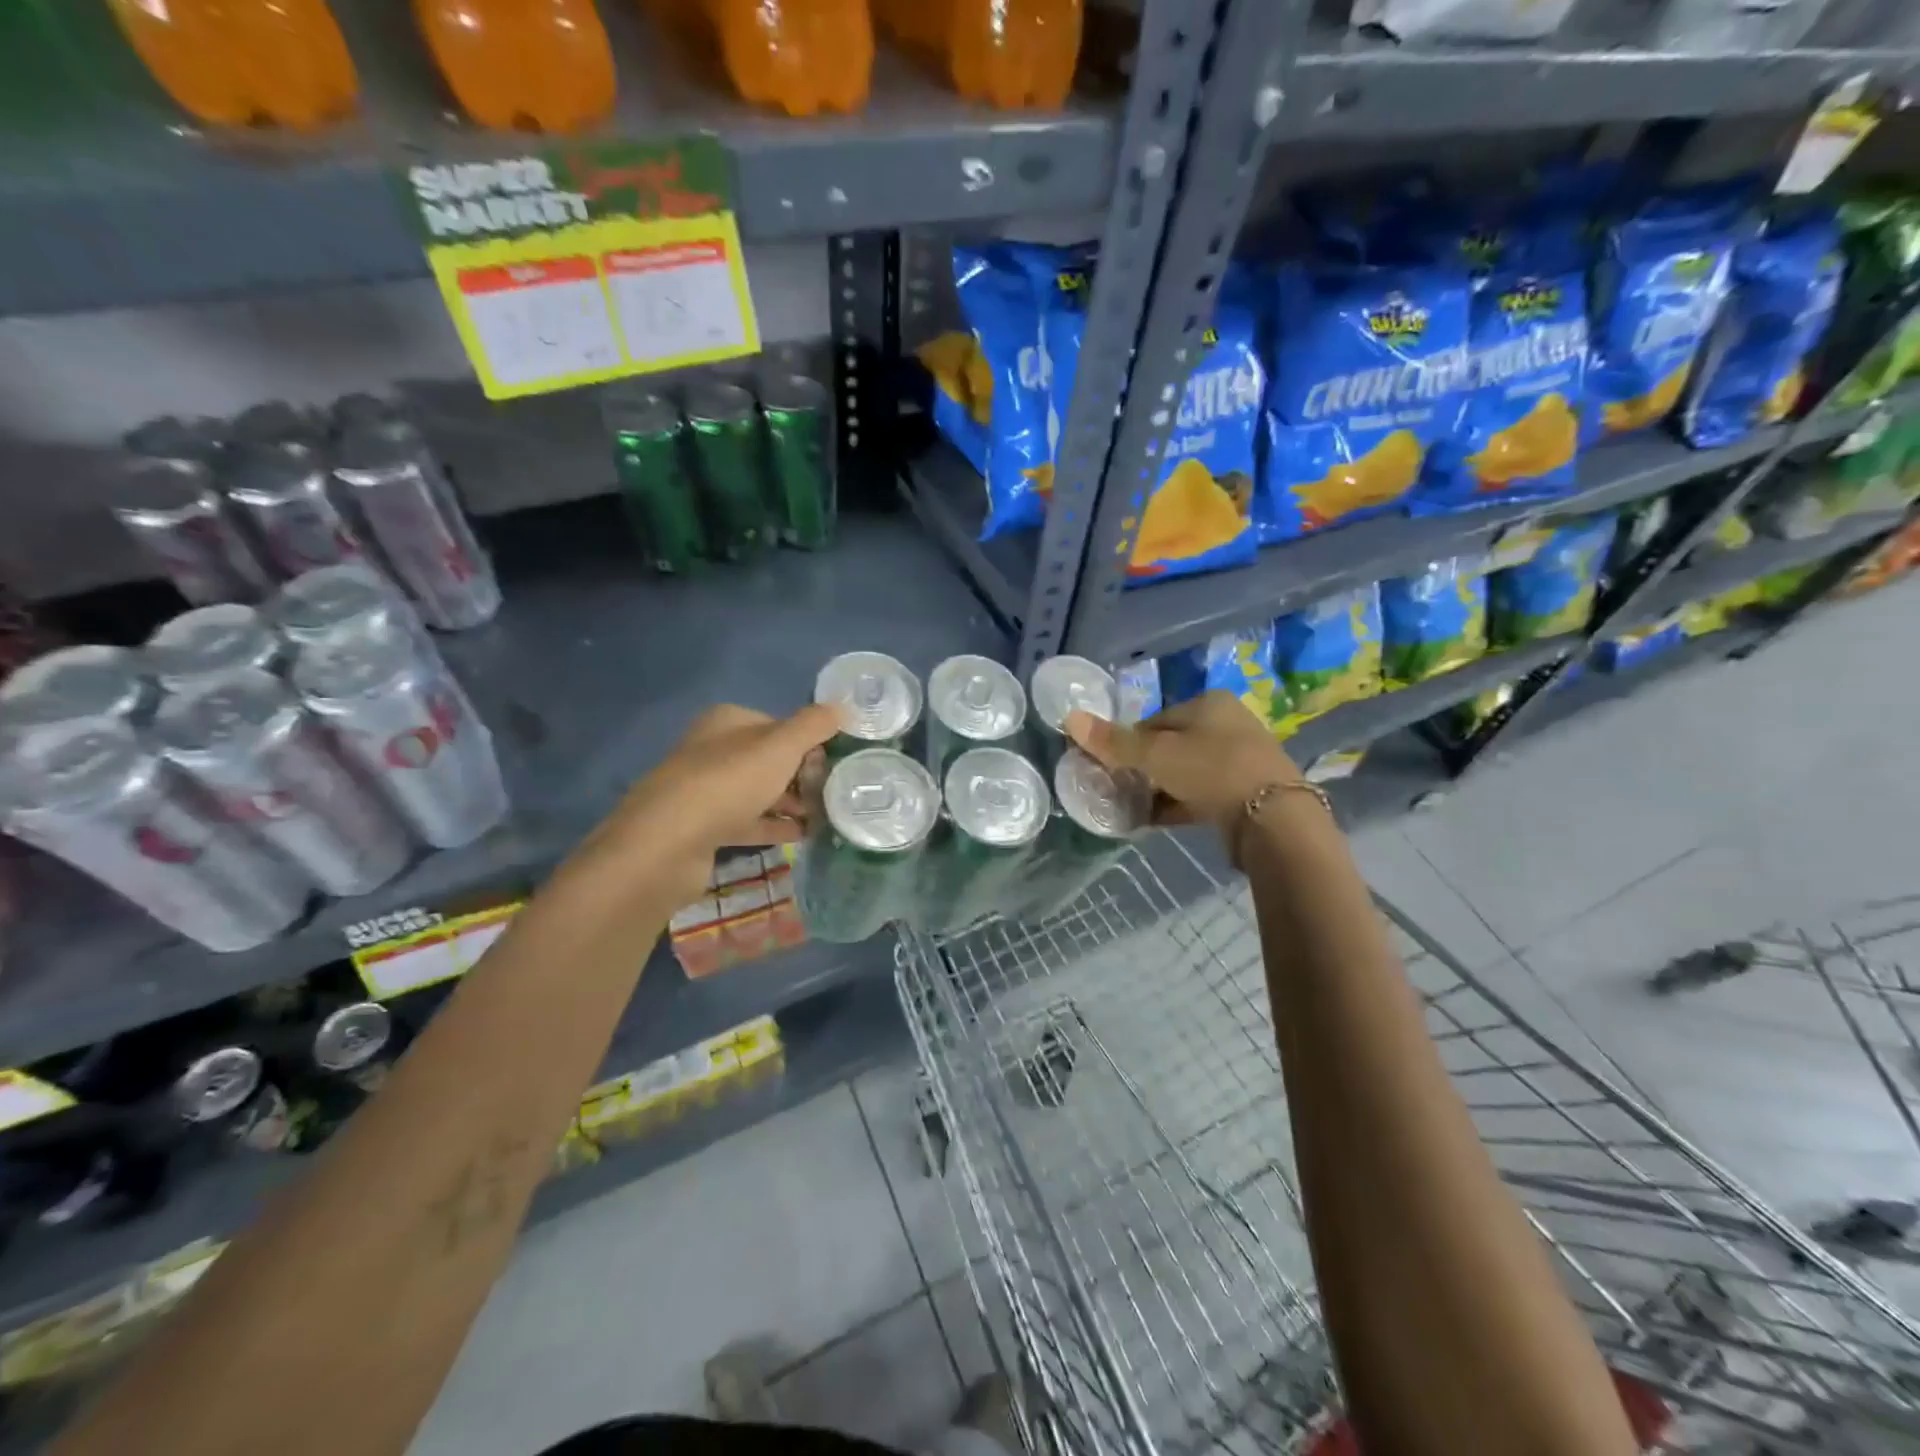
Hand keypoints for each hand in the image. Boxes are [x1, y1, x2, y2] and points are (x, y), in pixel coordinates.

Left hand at [606, 703, 838, 900]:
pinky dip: (774, 826)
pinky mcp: (703, 828)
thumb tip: (843, 707)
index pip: (777, 725)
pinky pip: (748, 822)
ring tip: (824, 816)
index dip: (808, 742)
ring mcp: (705, 791)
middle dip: (801, 774)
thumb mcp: (780, 746)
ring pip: (758, 792)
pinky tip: (801, 836)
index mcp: (726, 722)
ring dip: (790, 802)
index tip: (834, 763)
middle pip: (768, 759)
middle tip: (832, 792)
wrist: (668, 843)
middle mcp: (712, 750)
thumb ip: (813, 725)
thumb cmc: (728, 783)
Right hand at [1065, 692, 1300, 832]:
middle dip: (1142, 768)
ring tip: (1130, 807)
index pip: (1153, 720)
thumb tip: (1069, 718)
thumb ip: (1113, 741)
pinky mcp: (1244, 794)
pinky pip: (1199, 795)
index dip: (1127, 742)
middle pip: (1169, 746)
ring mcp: (1240, 760)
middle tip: (1117, 788)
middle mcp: (1228, 725)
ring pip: (1184, 772)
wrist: (1274, 819)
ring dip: (1157, 789)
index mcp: (1209, 704)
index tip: (1108, 766)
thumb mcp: (1155, 754)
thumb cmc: (1211, 770)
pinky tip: (1152, 821)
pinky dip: (1176, 805)